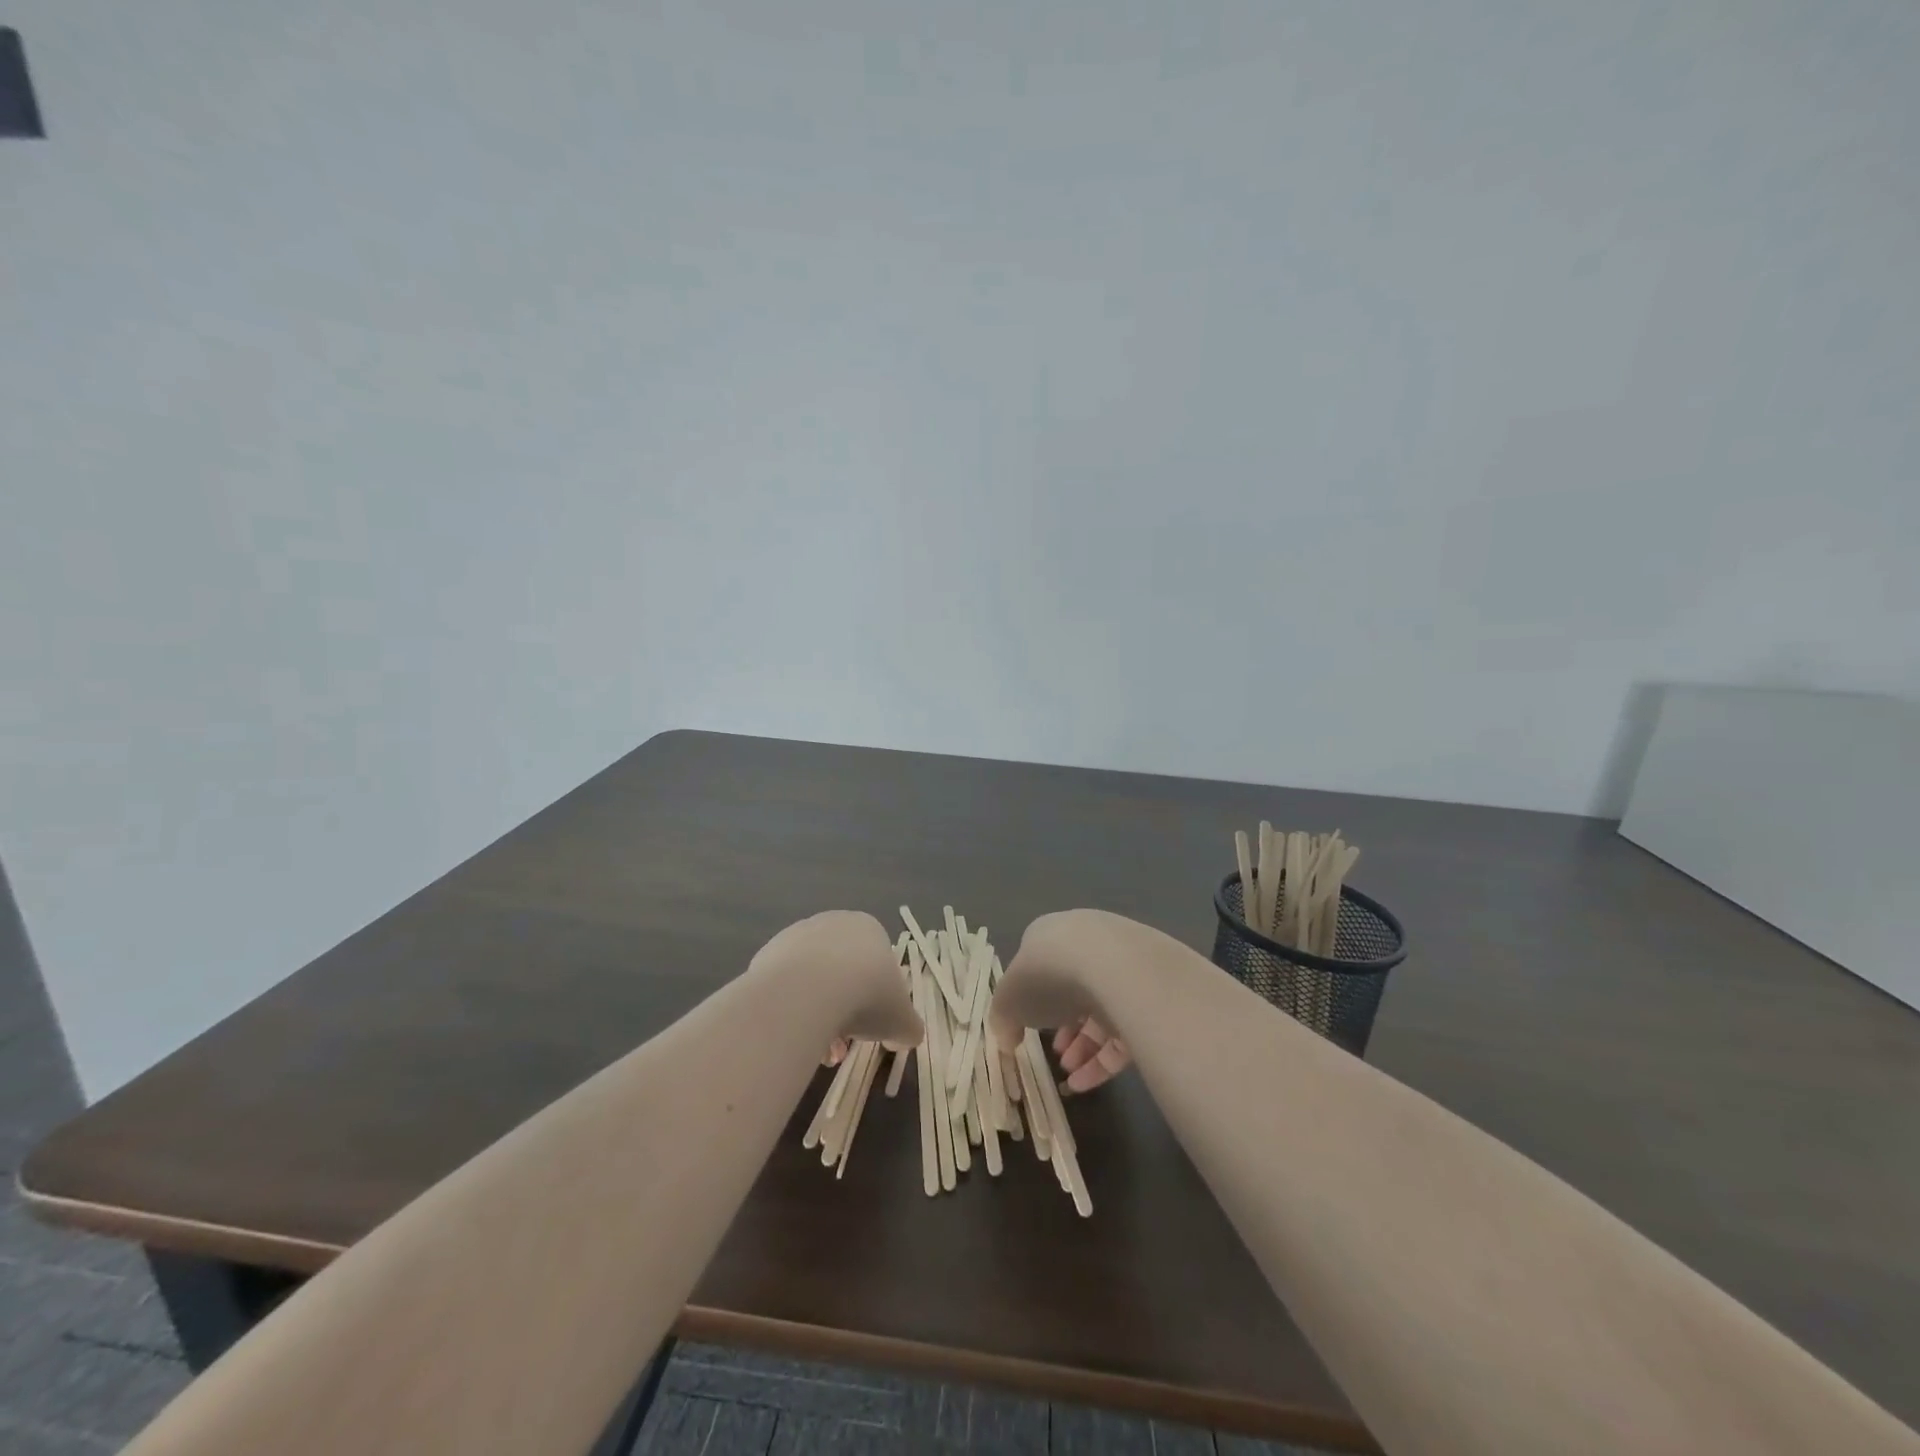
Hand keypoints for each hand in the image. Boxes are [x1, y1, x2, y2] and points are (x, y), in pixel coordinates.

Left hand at [750, 911, 921, 1061]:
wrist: (807, 992)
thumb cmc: (866, 996)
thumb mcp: (902, 1021)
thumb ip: (908, 1028)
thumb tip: (903, 1037)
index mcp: (869, 929)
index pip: (877, 965)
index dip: (876, 1002)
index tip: (870, 1031)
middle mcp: (833, 923)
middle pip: (843, 974)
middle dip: (845, 1013)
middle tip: (840, 1049)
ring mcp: (796, 936)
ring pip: (812, 981)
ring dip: (817, 1015)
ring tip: (815, 1052)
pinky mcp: (767, 954)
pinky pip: (785, 986)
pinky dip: (790, 1009)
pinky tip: (792, 1032)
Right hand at [989, 909, 1149, 1084]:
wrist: (1116, 968)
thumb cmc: (1049, 974)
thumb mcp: (1008, 999)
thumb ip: (1003, 1018)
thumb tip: (1006, 1037)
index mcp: (1051, 935)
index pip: (1039, 964)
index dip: (1031, 999)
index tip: (1026, 1028)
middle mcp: (1087, 944)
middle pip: (1072, 988)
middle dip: (1062, 1026)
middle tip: (1055, 1054)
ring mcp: (1122, 966)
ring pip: (1100, 1010)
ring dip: (1083, 1046)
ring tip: (1069, 1074)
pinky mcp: (1150, 994)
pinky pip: (1125, 1028)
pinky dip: (1105, 1058)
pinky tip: (1086, 1083)